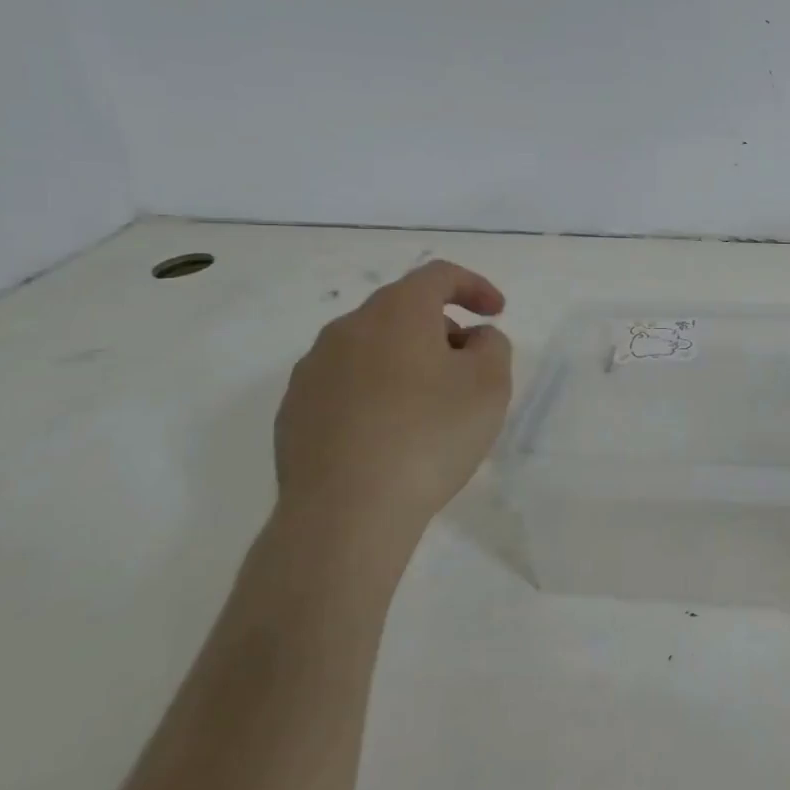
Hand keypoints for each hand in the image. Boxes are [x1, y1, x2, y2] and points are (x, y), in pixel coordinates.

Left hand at [274, 260, 512, 550]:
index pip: (438, 276)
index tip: (496, 312)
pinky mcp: (294, 412)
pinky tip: (389, 434)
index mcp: (396, 312)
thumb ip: (492, 346)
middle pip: (402, 310)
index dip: (474, 286)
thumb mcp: (489, 385)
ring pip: (371, 347)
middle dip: (441, 328)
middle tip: (468, 364)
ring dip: (405, 360)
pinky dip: (374, 393)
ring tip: (429, 404)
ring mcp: (313, 371)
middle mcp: (348, 329)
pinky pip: (345, 385)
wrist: (345, 513)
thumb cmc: (429, 436)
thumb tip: (471, 339)